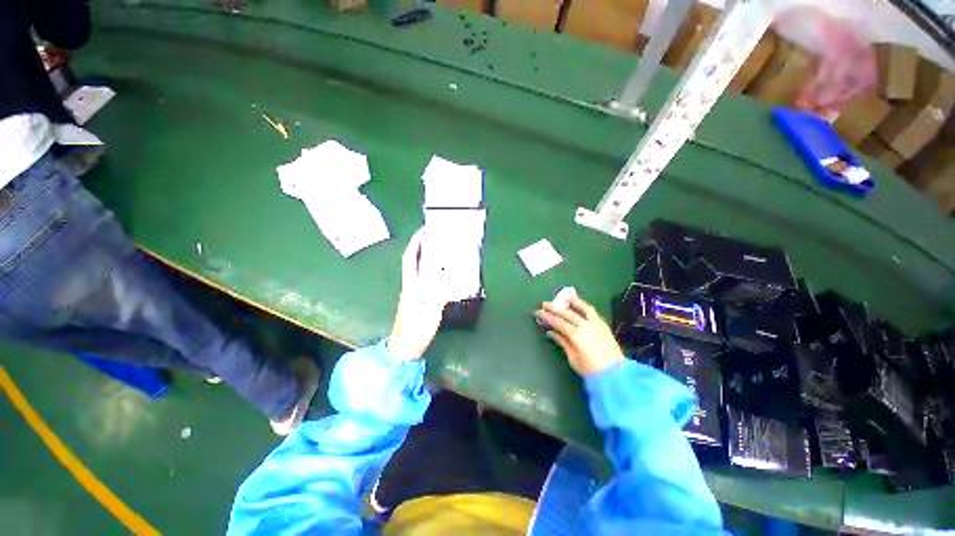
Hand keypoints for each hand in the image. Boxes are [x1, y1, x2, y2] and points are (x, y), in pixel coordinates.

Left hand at [387, 228, 450, 360]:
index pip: (411, 258)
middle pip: (415, 261)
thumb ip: (441, 292)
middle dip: (423, 246)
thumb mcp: (430, 310)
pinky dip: (434, 271)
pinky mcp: (419, 300)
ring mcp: (414, 292)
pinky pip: (427, 279)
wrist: (405, 348)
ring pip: (421, 269)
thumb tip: (454, 274)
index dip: (416, 242)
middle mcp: (411, 285)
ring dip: (428, 257)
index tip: (424, 229)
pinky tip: (443, 272)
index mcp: (412, 284)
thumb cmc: (416, 329)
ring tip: (441, 249)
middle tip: (436, 235)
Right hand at [535, 296, 624, 376]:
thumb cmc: (590, 370)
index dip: (546, 316)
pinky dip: (584, 306)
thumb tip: (551, 332)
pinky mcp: (603, 325)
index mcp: (575, 335)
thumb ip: (562, 342)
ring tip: (564, 296)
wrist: (615, 375)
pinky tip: (580, 304)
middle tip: (544, 304)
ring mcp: (595, 324)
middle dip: (554, 307)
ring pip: (582, 308)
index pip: (557, 322)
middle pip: (567, 313)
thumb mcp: (573, 358)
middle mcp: (585, 326)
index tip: (537, 312)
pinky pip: (592, 312)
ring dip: (572, 301)